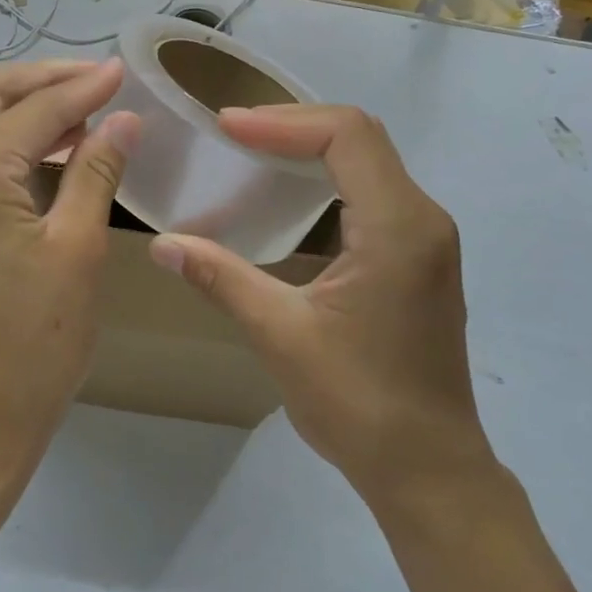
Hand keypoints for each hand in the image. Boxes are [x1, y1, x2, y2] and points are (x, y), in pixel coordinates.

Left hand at [0, 58, 139, 480]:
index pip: (31, 110)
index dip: (82, 88)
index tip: (123, 72)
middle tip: (99, 81)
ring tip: (81, 110)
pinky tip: (43, 148)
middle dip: (45, 81)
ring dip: (22, 109)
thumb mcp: (77, 249)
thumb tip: (123, 117)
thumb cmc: (32, 344)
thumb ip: (96, 169)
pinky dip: (0, 142)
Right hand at [148, 104, 492, 501]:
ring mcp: (427, 238)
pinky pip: (374, 190)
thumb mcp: (280, 335)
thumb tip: (162, 244)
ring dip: (312, 146)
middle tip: (233, 132)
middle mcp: (422, 219)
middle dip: (294, 125)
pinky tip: (290, 193)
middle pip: (361, 138)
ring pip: (371, 161)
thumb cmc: (358, 403)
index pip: (347, 136)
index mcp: (398, 228)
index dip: (282, 122)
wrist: (428, 468)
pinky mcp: (419, 258)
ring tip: (253, 150)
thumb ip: (221, 278)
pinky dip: (329, 175)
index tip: (227, 126)